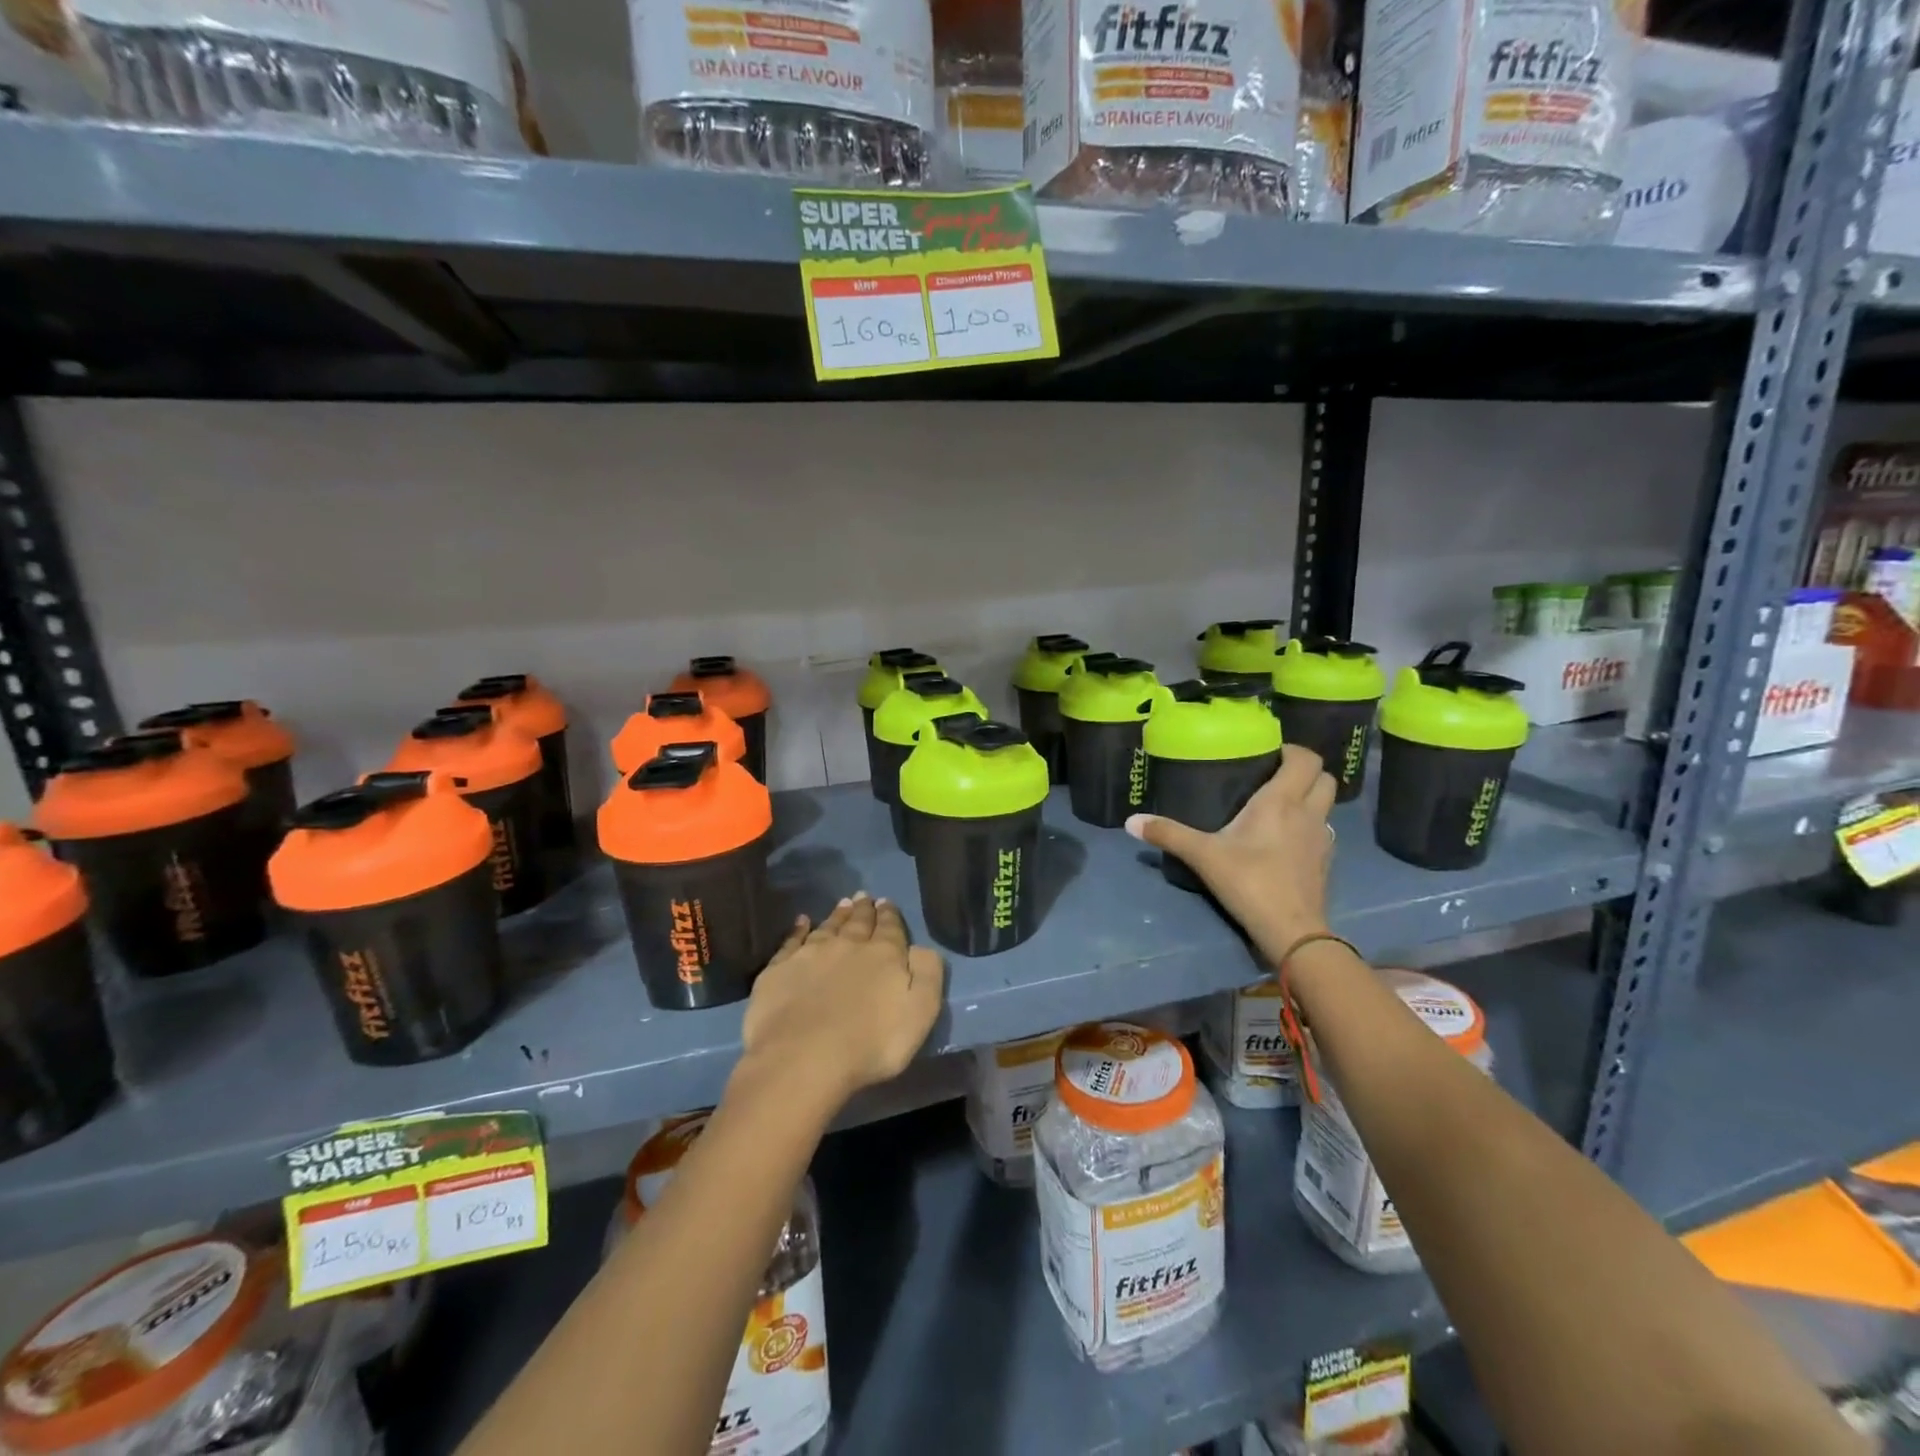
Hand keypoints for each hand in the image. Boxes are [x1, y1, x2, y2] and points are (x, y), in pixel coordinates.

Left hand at [739, 892, 945, 1109]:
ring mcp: (810, 955)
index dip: (890, 915)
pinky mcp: (780, 970)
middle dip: (864, 909)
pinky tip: (801, 921)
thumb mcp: (920, 1011)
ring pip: (828, 927)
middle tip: (864, 896)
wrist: (804, 1058)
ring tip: (843, 903)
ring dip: (837, 915)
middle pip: (858, 923)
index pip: (890, 928)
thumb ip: (926, 973)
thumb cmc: (871, 1043)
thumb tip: (921, 948)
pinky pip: (792, 941)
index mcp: (884, 955)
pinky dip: (798, 929)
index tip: (887, 902)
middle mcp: (847, 946)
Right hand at [1126, 743, 1337, 958]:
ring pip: (1326, 805)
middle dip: (1305, 771)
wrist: (1291, 931)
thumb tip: (1131, 821)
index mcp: (1282, 801)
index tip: (1268, 753)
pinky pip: (1322, 830)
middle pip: (1325, 777)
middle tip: (1274, 776)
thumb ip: (1168, 834)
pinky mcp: (1326, 862)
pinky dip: (1309, 826)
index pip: (1306, 759)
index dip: (1292, 750)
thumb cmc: (1249, 882)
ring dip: (1310, 798)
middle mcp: (1309, 813)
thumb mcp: (1203, 856)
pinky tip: (1286, 840)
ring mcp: (1323, 839)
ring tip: (1279, 806)